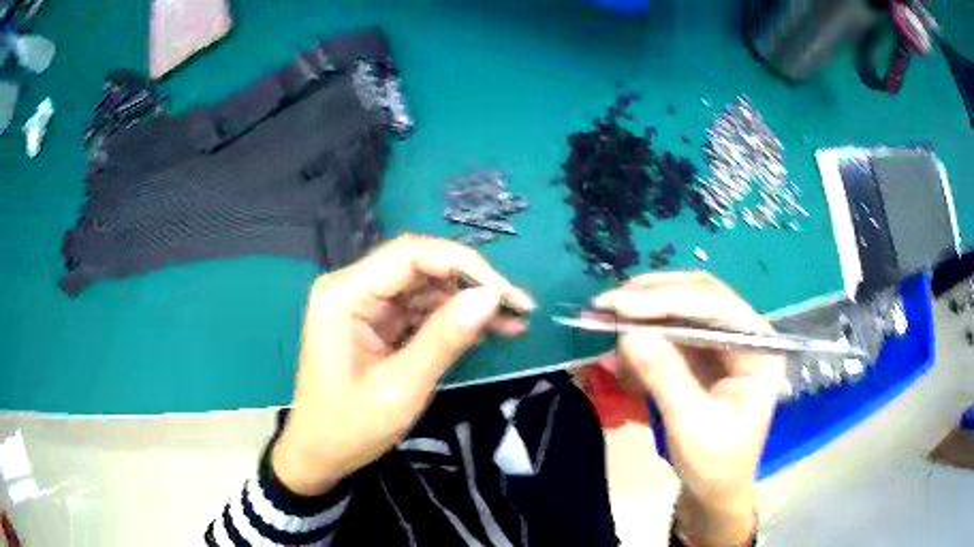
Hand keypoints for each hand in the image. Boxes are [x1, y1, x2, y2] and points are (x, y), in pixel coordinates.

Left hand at [273, 235, 533, 495]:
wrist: (319, 455)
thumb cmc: (349, 428)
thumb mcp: (401, 388)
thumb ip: (445, 339)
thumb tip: (492, 297)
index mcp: (344, 294)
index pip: (410, 254)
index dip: (464, 265)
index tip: (506, 294)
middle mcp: (352, 287)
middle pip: (420, 266)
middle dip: (471, 284)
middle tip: (518, 308)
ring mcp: (364, 305)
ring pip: (425, 287)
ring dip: (467, 303)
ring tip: (513, 323)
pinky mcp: (375, 323)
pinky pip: (419, 309)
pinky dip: (452, 320)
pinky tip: (485, 332)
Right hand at [595, 272, 782, 545]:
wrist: (714, 491)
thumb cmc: (714, 465)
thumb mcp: (691, 426)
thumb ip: (665, 377)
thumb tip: (628, 333)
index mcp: (760, 349)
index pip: (717, 307)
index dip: (667, 300)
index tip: (620, 305)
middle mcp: (745, 336)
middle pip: (701, 295)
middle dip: (653, 296)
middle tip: (607, 303)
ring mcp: (724, 344)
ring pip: (684, 307)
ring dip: (645, 308)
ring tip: (605, 315)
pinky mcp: (703, 356)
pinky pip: (672, 331)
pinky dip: (644, 332)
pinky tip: (620, 341)